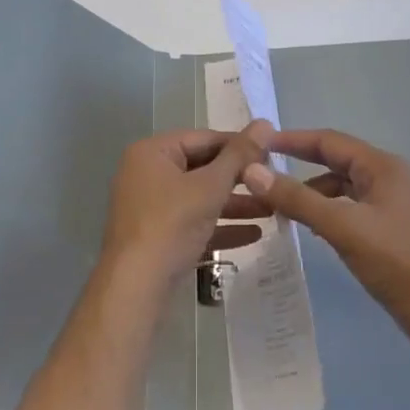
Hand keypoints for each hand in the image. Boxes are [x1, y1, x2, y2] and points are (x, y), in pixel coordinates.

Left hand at [99, 121, 274, 293]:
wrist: (135, 286)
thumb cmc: (171, 224)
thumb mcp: (209, 187)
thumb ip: (239, 156)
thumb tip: (264, 123)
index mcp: (152, 152)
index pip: (204, 139)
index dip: (239, 145)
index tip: (273, 154)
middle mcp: (147, 173)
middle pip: (202, 168)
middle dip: (239, 179)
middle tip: (274, 183)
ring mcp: (150, 206)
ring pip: (199, 197)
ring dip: (235, 204)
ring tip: (272, 210)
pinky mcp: (157, 235)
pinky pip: (193, 222)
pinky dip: (219, 226)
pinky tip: (254, 235)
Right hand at [242, 129, 409, 324]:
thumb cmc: (394, 260)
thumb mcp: (341, 226)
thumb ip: (296, 198)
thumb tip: (252, 171)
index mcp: (380, 166)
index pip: (328, 140)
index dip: (292, 140)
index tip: (258, 143)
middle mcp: (386, 176)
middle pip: (334, 159)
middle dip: (298, 163)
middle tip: (261, 169)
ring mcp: (388, 202)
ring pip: (340, 185)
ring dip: (310, 190)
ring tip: (277, 202)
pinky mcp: (387, 226)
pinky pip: (347, 206)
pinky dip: (324, 209)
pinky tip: (307, 225)